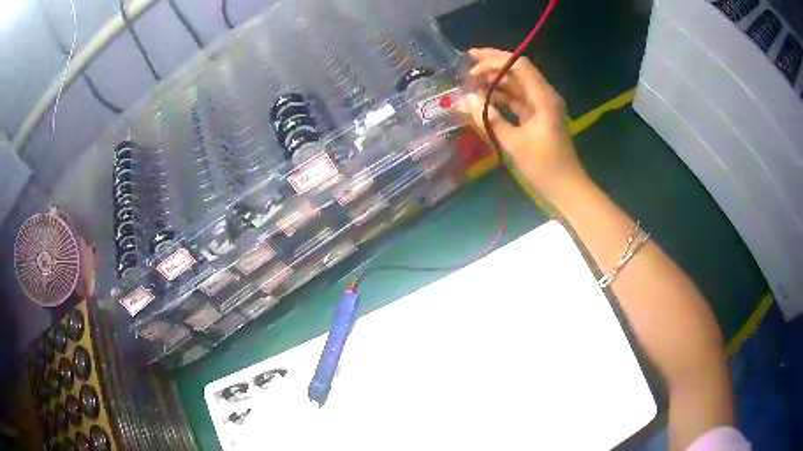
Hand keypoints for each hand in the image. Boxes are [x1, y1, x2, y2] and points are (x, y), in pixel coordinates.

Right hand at [461, 48, 585, 201]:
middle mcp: (544, 95)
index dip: (495, 60)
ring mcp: (541, 105)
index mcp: (543, 98)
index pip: (519, 66)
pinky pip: (518, 98)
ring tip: (471, 80)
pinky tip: (484, 96)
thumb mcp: (514, 143)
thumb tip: (464, 100)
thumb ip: (489, 118)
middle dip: (493, 63)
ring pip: (517, 83)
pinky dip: (501, 95)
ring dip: (496, 79)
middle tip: (467, 62)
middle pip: (518, 69)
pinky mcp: (538, 115)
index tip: (471, 63)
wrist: (566, 187)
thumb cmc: (544, 167)